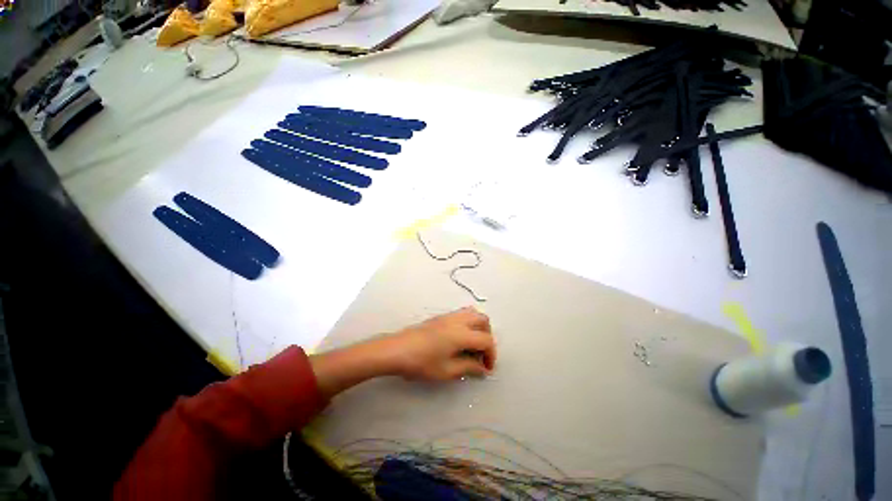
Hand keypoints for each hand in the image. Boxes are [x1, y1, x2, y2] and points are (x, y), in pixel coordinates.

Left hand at [310, 308, 495, 398]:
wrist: (397, 349)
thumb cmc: (422, 362)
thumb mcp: (447, 370)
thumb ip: (468, 367)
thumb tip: (482, 368)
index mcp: (462, 333)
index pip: (486, 340)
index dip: (491, 355)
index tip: (486, 369)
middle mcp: (459, 320)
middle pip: (483, 321)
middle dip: (487, 337)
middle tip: (481, 354)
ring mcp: (449, 316)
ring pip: (473, 313)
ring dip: (478, 328)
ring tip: (472, 345)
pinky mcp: (441, 316)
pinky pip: (462, 314)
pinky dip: (468, 323)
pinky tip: (459, 339)